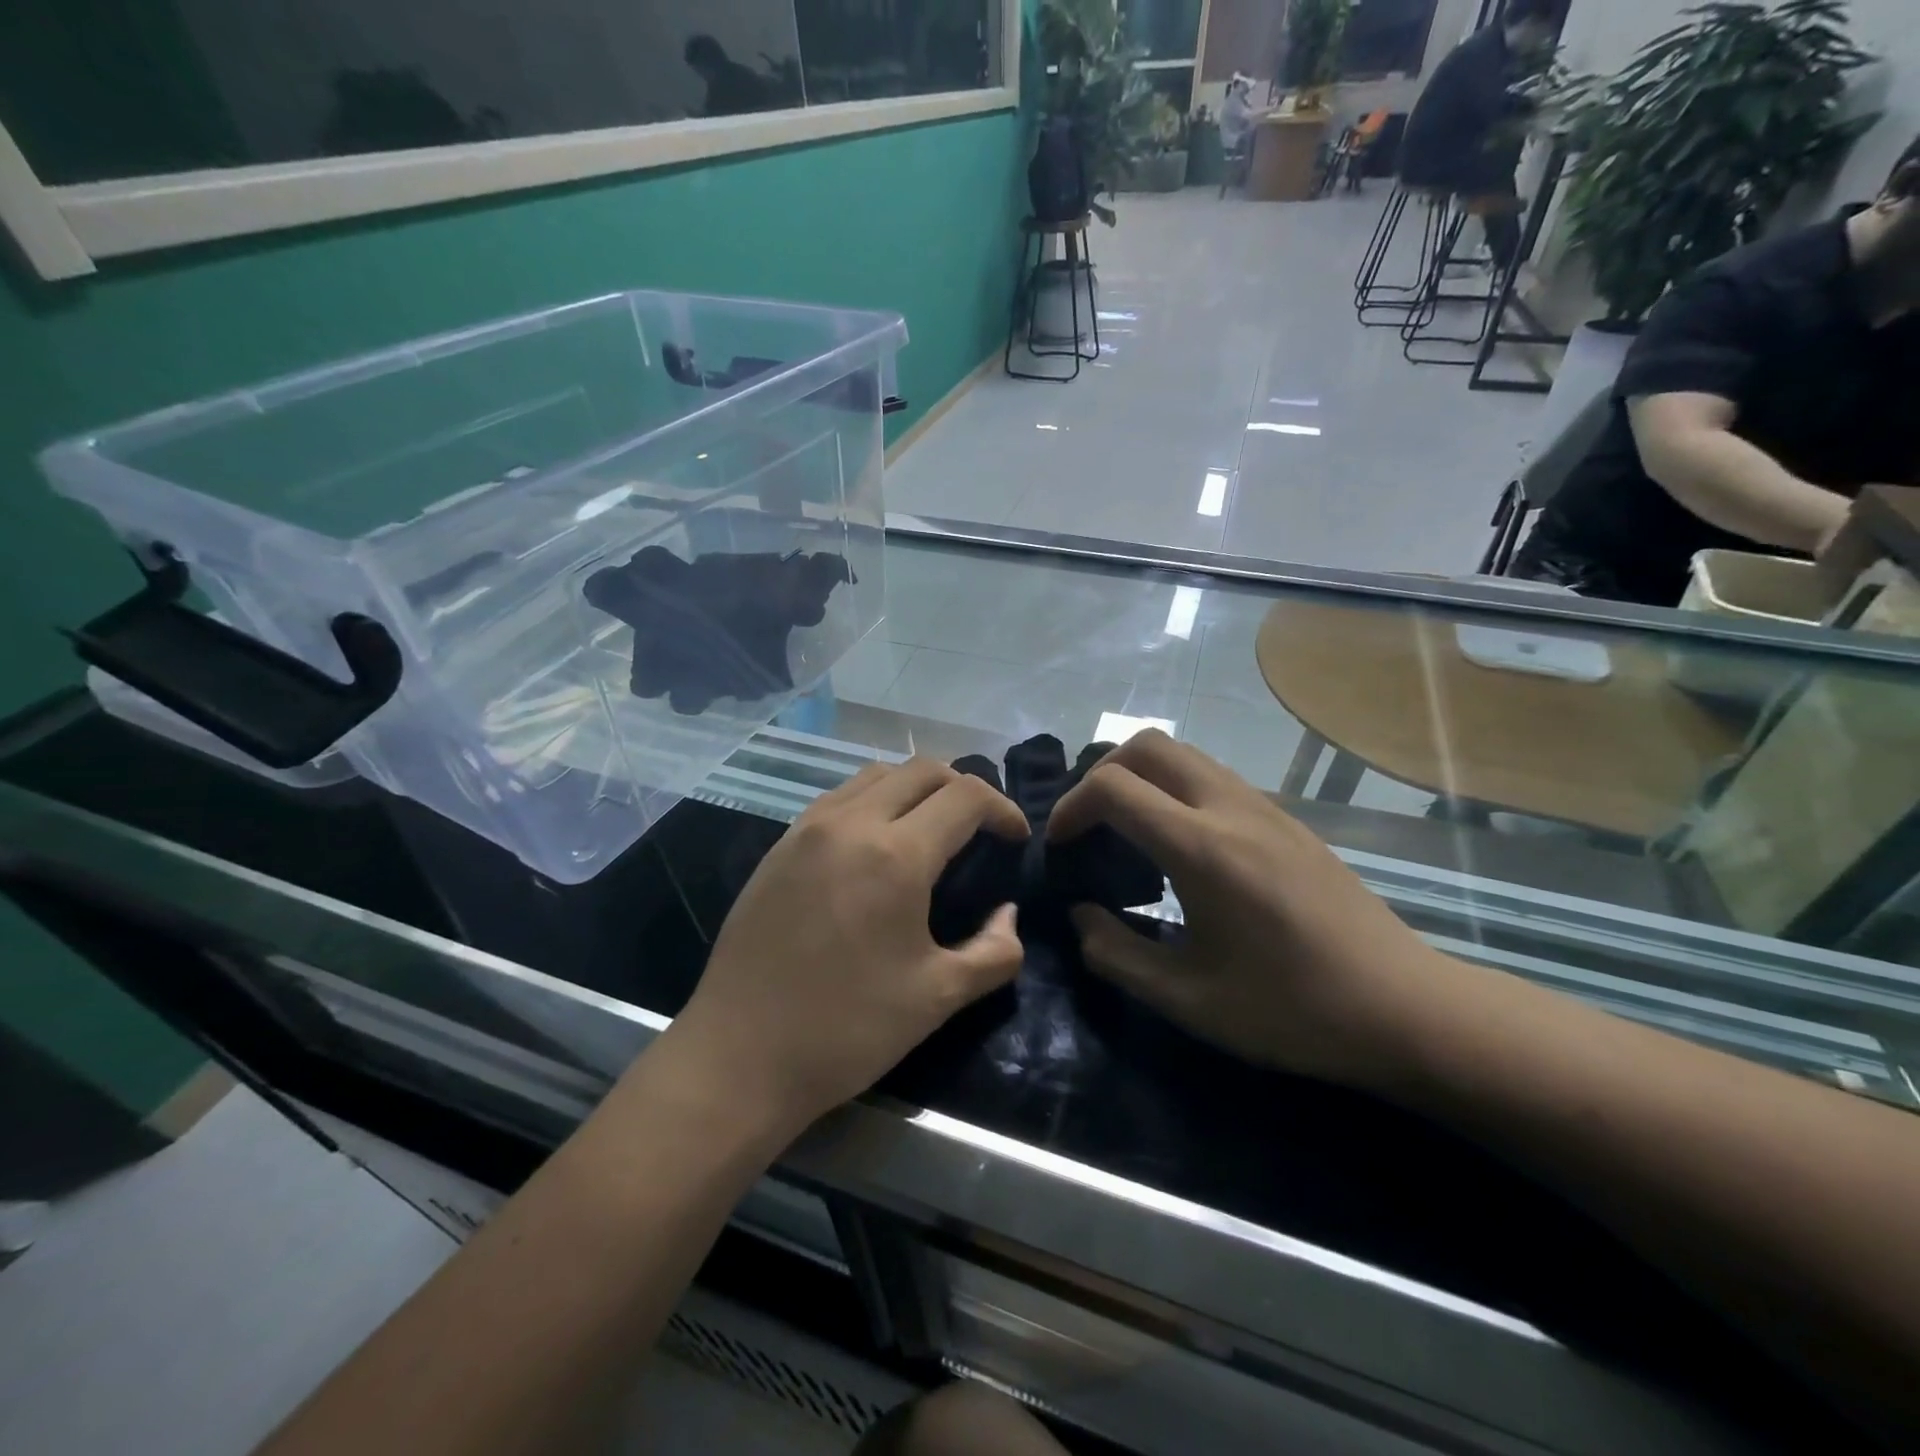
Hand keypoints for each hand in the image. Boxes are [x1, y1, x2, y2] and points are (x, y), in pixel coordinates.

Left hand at [665, 759, 1027, 1133]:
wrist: (739, 1056)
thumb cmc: (846, 1029)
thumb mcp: (938, 997)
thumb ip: (995, 951)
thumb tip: (1008, 914)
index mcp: (896, 854)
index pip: (965, 796)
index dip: (1003, 809)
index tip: (1016, 839)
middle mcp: (851, 823)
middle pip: (921, 770)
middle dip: (963, 788)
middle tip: (980, 829)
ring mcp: (807, 829)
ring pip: (875, 775)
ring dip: (915, 789)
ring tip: (930, 829)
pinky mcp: (778, 846)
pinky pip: (838, 798)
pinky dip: (872, 801)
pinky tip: (875, 845)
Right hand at [1048, 732, 1449, 1087]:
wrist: (1407, 1009)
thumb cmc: (1294, 1011)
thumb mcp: (1189, 1000)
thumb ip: (1117, 955)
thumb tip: (1081, 916)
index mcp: (1203, 849)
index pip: (1114, 787)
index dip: (1070, 808)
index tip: (1060, 847)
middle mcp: (1232, 809)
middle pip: (1148, 745)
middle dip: (1101, 773)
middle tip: (1088, 826)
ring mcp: (1265, 808)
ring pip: (1184, 754)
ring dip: (1141, 778)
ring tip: (1126, 833)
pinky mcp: (1286, 820)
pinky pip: (1213, 777)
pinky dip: (1174, 790)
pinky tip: (1179, 847)